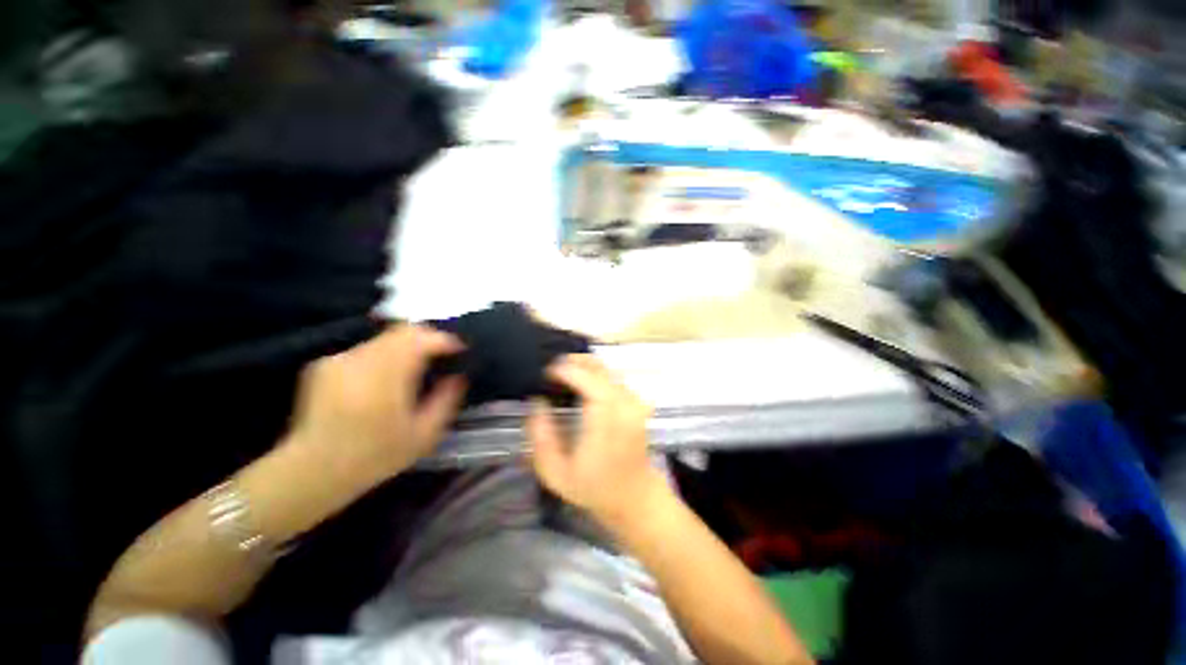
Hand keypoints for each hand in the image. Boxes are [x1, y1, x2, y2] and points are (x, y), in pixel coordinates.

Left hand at [285, 324, 465, 482]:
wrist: (311, 472)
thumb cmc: (375, 456)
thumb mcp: (424, 434)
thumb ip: (446, 400)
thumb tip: (458, 376)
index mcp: (388, 375)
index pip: (422, 338)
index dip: (446, 340)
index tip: (459, 350)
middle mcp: (362, 359)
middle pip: (403, 330)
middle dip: (427, 338)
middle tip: (440, 355)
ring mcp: (340, 360)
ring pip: (384, 338)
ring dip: (404, 347)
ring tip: (412, 369)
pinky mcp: (323, 365)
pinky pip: (364, 350)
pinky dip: (381, 357)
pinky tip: (381, 381)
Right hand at [527, 354, 664, 524]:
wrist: (634, 497)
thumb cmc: (594, 487)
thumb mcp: (555, 472)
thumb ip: (541, 435)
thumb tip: (537, 401)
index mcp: (606, 419)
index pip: (587, 379)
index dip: (565, 370)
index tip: (544, 374)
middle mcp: (624, 403)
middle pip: (598, 367)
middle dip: (571, 362)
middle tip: (549, 373)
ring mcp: (634, 401)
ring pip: (606, 369)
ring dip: (582, 367)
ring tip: (561, 378)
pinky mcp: (637, 402)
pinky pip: (612, 378)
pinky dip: (594, 374)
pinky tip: (580, 386)